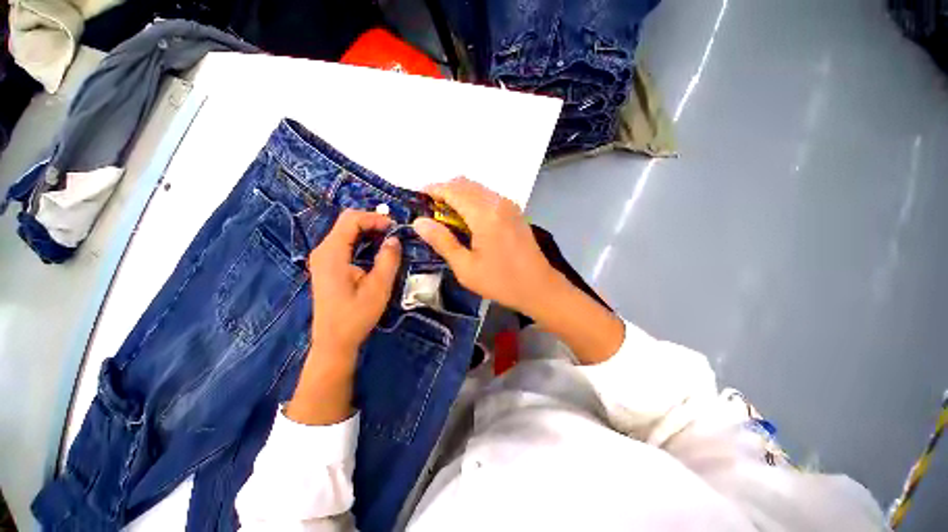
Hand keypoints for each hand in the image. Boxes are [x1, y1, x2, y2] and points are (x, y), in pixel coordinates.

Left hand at [287, 209, 400, 424]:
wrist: (334, 340)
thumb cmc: (356, 315)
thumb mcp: (378, 287)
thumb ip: (388, 259)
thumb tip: (394, 239)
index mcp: (332, 253)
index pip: (351, 220)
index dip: (375, 218)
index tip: (395, 227)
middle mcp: (322, 250)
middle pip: (346, 222)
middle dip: (371, 221)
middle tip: (393, 231)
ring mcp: (322, 257)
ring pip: (345, 231)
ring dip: (367, 230)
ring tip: (388, 238)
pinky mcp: (326, 265)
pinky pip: (343, 242)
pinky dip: (361, 239)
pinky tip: (375, 248)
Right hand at [413, 177, 624, 363]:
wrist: (539, 287)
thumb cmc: (501, 281)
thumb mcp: (466, 267)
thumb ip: (442, 241)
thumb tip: (419, 222)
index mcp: (485, 215)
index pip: (453, 190)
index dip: (433, 189)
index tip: (418, 196)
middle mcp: (498, 202)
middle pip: (466, 184)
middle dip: (445, 190)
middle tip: (430, 208)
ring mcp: (509, 205)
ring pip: (478, 188)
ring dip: (459, 194)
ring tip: (445, 214)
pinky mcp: (515, 212)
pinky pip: (489, 196)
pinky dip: (473, 199)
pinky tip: (467, 218)